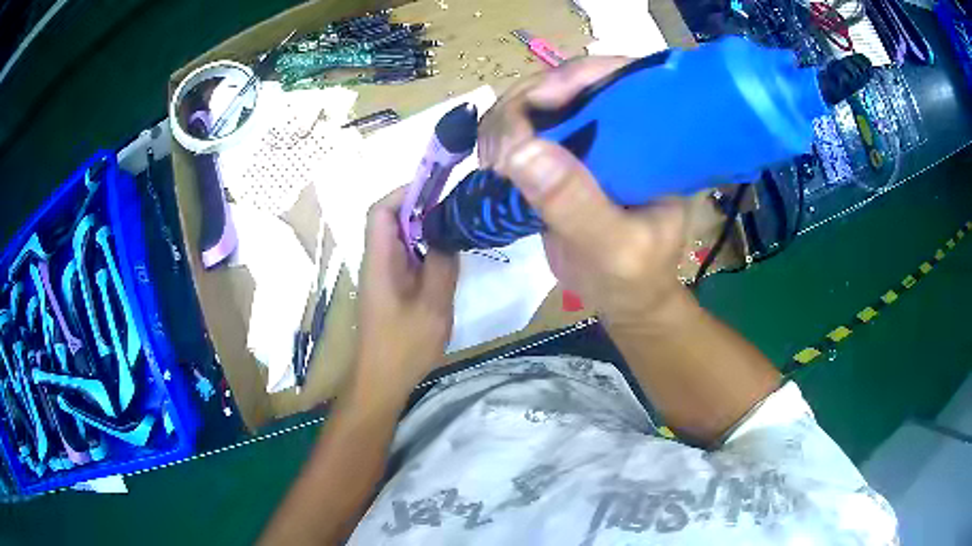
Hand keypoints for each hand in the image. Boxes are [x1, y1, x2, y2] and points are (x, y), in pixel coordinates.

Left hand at [355, 187, 459, 387]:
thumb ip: (442, 265)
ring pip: (402, 239)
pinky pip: (408, 258)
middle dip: (422, 209)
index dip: (405, 193)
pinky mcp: (392, 289)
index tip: (438, 189)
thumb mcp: (432, 306)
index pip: (381, 211)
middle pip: (391, 221)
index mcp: (379, 261)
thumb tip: (448, 232)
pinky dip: (427, 250)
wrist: (381, 382)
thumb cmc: (403, 347)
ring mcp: (383, 276)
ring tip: (458, 229)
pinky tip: (448, 258)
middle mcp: (377, 262)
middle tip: (457, 210)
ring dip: (426, 230)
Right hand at [478, 57, 688, 326]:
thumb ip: (576, 204)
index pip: (622, 80)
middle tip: (498, 150)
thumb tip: (520, 150)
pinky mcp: (563, 151)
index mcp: (657, 140)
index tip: (537, 102)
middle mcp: (624, 125)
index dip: (577, 76)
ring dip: (506, 120)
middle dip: (526, 102)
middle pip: (569, 82)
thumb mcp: (615, 249)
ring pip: (540, 99)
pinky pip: (525, 125)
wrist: (624, 297)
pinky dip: (501, 136)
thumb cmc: (634, 277)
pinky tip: (492, 163)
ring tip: (492, 163)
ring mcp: (591, 135)